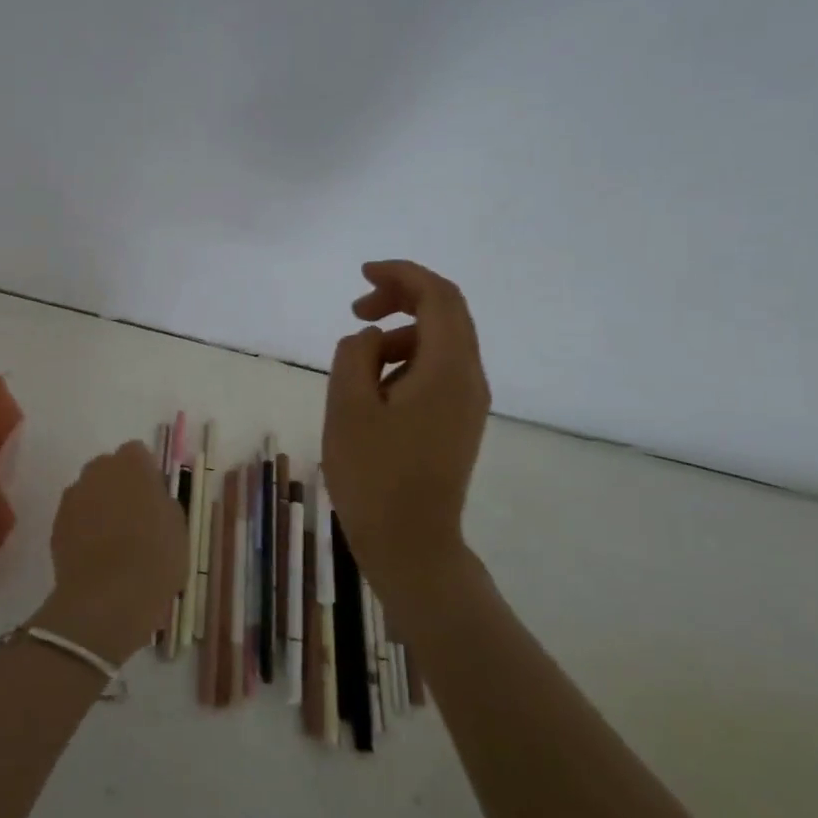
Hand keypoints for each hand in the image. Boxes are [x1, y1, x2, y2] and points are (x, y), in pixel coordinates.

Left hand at [31, 441, 190, 664]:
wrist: (108, 596)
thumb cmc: (155, 556)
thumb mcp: (178, 526)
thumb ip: (162, 501)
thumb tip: (151, 498)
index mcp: (132, 463)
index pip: (138, 453)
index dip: (146, 474)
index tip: (154, 499)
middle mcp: (98, 470)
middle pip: (109, 469)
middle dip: (119, 486)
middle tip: (136, 518)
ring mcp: (73, 496)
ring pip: (89, 492)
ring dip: (99, 506)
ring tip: (115, 541)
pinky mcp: (56, 524)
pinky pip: (75, 518)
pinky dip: (84, 529)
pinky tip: (97, 556)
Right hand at [322, 260, 490, 602]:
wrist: (410, 542)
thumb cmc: (374, 474)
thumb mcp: (348, 407)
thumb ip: (355, 355)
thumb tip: (370, 337)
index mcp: (449, 369)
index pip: (439, 296)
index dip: (402, 274)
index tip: (362, 275)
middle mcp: (470, 378)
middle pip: (446, 314)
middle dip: (400, 300)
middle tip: (356, 310)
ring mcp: (468, 403)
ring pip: (440, 344)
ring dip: (399, 334)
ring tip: (356, 362)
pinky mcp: (458, 422)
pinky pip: (437, 371)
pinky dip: (405, 361)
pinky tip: (373, 389)